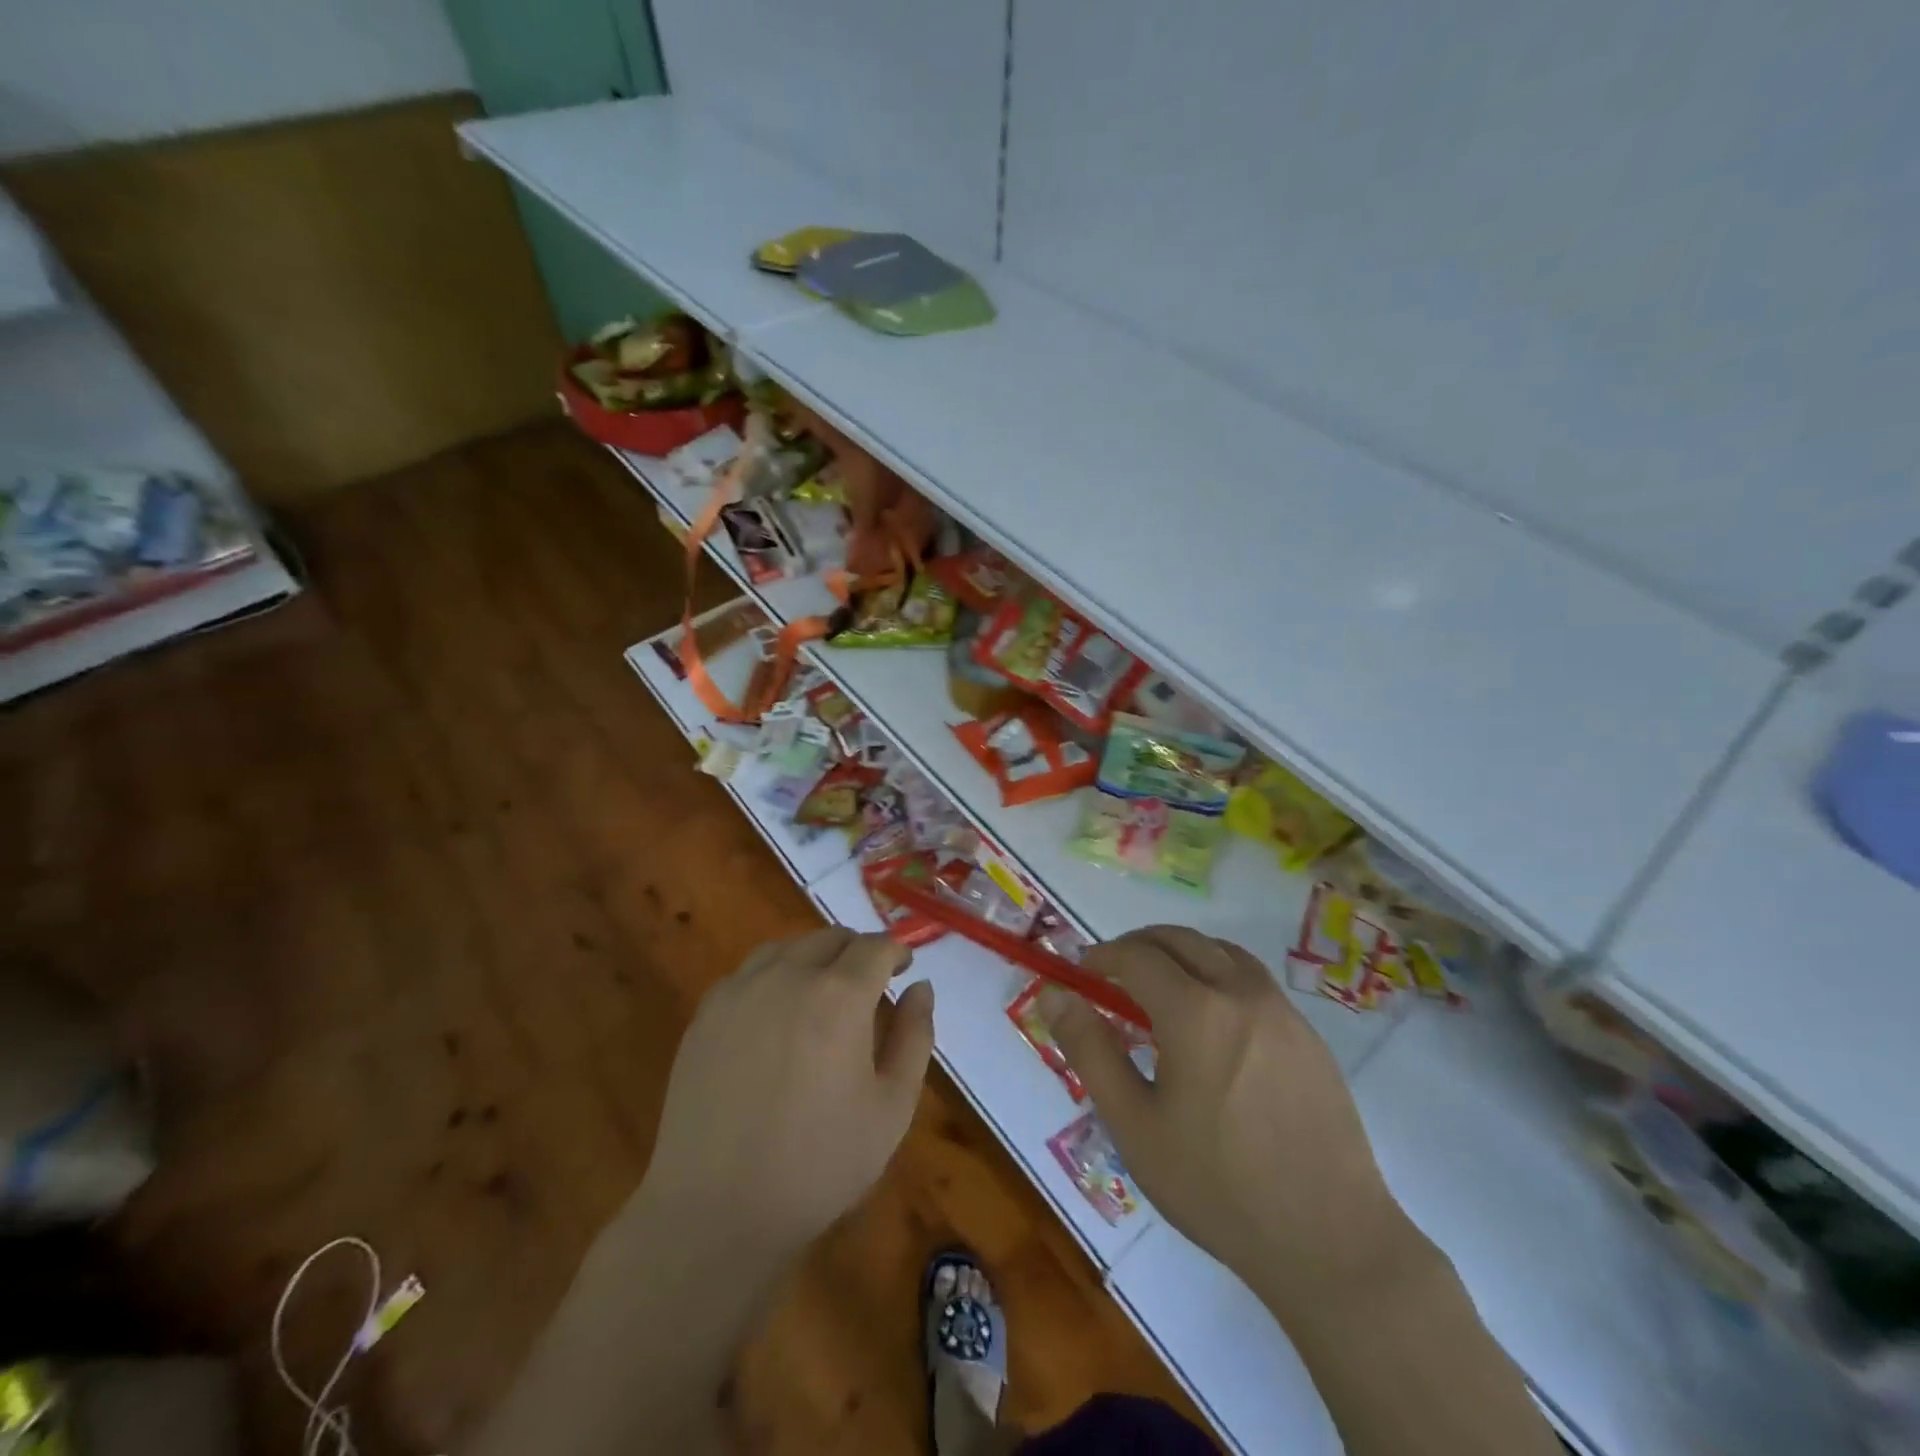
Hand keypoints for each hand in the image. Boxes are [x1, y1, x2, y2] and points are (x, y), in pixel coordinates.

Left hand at [637, 928, 934, 1259]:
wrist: (717, 1210)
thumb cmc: (820, 1163)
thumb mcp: (892, 1107)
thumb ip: (914, 1036)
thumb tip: (920, 987)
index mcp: (839, 995)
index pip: (875, 947)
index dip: (895, 952)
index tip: (903, 968)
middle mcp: (788, 976)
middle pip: (830, 938)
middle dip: (857, 952)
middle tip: (869, 984)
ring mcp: (740, 991)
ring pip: (786, 948)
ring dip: (814, 957)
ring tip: (822, 992)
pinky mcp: (707, 1014)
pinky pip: (748, 973)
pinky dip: (773, 976)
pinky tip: (776, 1014)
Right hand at [1041, 927, 1419, 1307]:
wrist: (1330, 1242)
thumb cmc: (1216, 1187)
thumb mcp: (1134, 1125)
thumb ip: (1091, 1051)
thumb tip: (1057, 997)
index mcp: (1195, 1012)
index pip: (1137, 956)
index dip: (1103, 956)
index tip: (1083, 972)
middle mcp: (1240, 994)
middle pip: (1181, 940)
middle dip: (1139, 945)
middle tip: (1113, 972)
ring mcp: (1282, 1011)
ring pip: (1221, 952)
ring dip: (1182, 953)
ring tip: (1160, 987)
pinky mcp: (1309, 1035)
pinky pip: (1253, 980)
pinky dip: (1218, 974)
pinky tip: (1212, 1021)